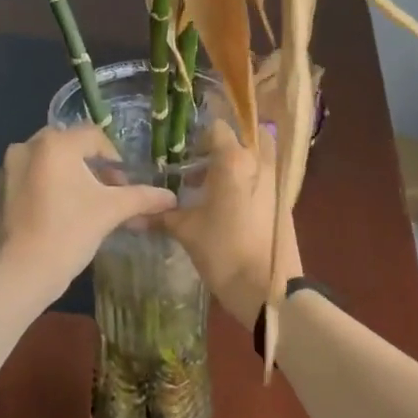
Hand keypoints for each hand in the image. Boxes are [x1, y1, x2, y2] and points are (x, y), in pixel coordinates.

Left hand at [0, 125, 177, 307]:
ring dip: (70, 176)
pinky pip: (31, 177)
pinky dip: (48, 187)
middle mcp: (27, 146)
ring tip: (85, 205)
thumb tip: (171, 198)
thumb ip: (141, 197)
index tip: (122, 185)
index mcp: (55, 143)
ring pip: (49, 162)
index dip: (114, 158)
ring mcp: (8, 168)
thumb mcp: (110, 211)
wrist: (20, 274)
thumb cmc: (69, 233)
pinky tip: (59, 214)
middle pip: (70, 146)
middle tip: (107, 193)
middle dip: (92, 166)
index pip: (94, 136)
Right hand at [160, 120, 302, 329]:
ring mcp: (276, 181)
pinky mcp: (284, 201)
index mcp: (234, 160)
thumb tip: (133, 216)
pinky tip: (229, 206)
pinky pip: (265, 178)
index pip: (218, 128)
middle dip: (225, 145)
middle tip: (203, 164)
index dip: (199, 138)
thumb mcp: (187, 231)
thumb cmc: (223, 251)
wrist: (268, 289)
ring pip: (258, 156)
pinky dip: (248, 181)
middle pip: (245, 135)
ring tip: (211, 188)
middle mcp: (259, 162)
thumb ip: (162, 215)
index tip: (184, 155)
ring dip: (237, 163)